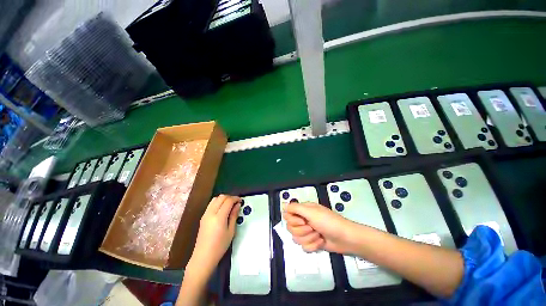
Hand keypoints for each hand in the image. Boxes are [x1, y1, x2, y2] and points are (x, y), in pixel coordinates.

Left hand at [188, 195, 240, 273]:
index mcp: (219, 217)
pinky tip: (222, 209)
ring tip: (229, 205)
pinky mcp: (203, 217)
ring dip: (223, 199)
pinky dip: (218, 202)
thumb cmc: (220, 246)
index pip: (228, 201)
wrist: (203, 257)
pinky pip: (211, 204)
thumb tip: (237, 205)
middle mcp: (211, 213)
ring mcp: (205, 214)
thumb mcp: (231, 231)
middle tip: (236, 202)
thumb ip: (234, 216)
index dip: (235, 198)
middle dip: (230, 197)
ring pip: (215, 199)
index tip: (241, 201)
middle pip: (221, 197)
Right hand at [283, 202, 355, 253]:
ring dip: (309, 238)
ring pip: (296, 238)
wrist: (345, 238)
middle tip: (312, 227)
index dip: (293, 220)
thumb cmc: (328, 222)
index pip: (287, 215)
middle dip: (302, 230)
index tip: (302, 220)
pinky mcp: (312, 242)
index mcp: (303, 210)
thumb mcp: (311, 212)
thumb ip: (295, 208)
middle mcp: (303, 220)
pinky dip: (313, 245)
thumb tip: (283, 205)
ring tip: (318, 234)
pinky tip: (320, 241)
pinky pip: (304, 247)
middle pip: (290, 228)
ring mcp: (307, 232)